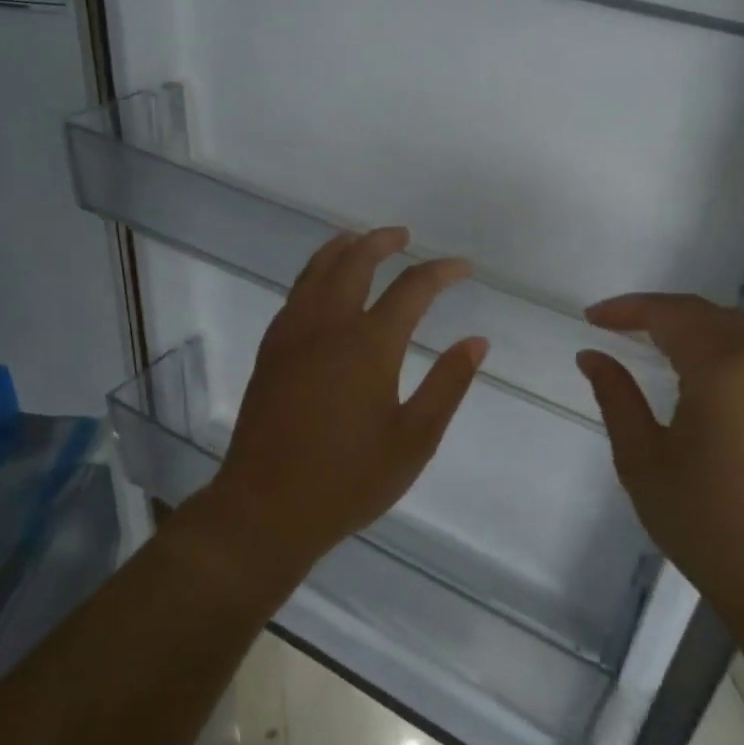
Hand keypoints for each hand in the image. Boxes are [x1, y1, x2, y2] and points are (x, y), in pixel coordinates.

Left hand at [196, 227, 487, 586]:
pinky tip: (322, 285)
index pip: (412, 287)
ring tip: (360, 240)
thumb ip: (447, 385)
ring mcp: (292, 335)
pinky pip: (295, 294)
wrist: (267, 508)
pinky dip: (315, 274)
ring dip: (342, 248)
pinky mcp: (270, 351)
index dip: (441, 271)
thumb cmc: (349, 480)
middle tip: (404, 236)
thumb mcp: (414, 440)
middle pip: (355, 261)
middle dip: (383, 241)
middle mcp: (328, 326)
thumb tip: (476, 341)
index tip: (463, 268)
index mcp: (369, 344)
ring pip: (316, 270)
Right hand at [575, 294, 743, 639]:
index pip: (670, 315)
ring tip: (659, 344)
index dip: (627, 310)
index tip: (593, 319)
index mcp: (725, 367)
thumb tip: (592, 356)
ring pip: (740, 327)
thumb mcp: (643, 460)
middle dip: (659, 314)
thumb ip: (616, 397)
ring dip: (697, 326)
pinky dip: (730, 344)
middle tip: (619, 329)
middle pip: (706, 314)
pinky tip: (710, 368)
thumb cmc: (707, 523)